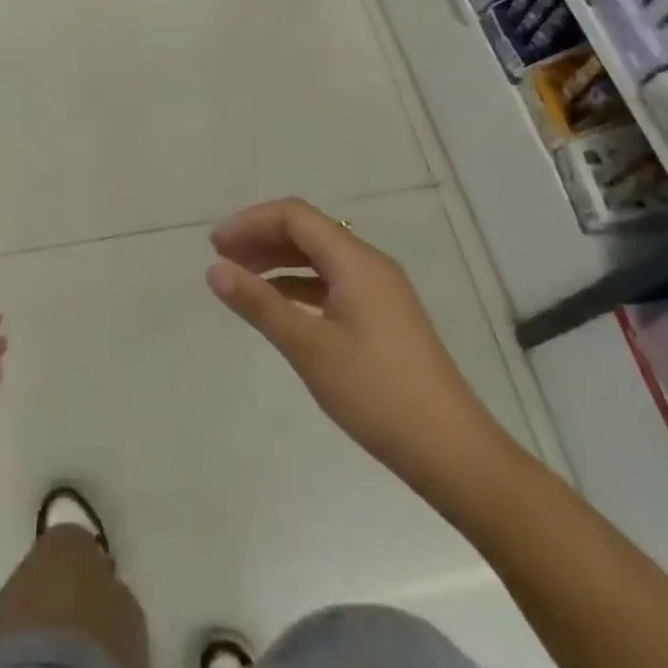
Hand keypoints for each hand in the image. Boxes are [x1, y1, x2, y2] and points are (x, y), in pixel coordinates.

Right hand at [207, 199, 508, 507]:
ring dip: (278, 261)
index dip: (251, 222)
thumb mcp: (309, 347)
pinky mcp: (383, 317)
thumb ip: (259, 303)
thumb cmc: (377, 393)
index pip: (294, 216)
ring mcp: (380, 291)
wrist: (453, 452)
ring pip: (320, 257)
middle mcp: (369, 264)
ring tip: (242, 280)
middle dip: (261, 238)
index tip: (215, 247)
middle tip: (222, 261)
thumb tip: (214, 269)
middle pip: (307, 231)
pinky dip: (299, 285)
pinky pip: (332, 283)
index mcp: (355, 260)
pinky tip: (280, 307)